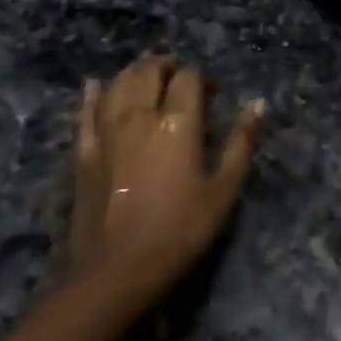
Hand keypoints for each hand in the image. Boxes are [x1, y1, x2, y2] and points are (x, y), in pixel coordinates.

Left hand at [67, 57, 262, 298]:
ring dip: (134, 73)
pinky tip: (95, 86)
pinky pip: (85, 112)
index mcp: (178, 122)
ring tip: (147, 79)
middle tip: (179, 80)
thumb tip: (257, 104)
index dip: (202, 78)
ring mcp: (106, 132)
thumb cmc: (179, 231)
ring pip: (117, 83)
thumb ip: (241, 142)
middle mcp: (140, 116)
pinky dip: (92, 94)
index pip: (189, 77)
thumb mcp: (223, 190)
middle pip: (149, 70)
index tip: (211, 95)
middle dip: (166, 67)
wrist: (114, 273)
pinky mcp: (83, 153)